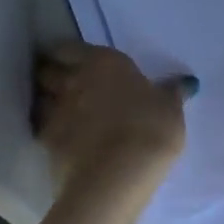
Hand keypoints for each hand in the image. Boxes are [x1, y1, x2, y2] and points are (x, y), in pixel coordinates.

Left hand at [33, 43, 187, 190]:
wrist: (116, 175)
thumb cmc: (149, 130)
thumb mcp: (170, 110)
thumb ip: (171, 94)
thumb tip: (184, 83)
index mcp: (103, 63)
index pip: (70, 48)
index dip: (70, 55)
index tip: (77, 63)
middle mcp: (73, 80)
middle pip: (48, 70)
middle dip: (52, 75)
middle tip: (65, 84)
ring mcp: (55, 111)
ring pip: (40, 98)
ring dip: (46, 101)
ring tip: (60, 111)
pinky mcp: (46, 142)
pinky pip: (41, 128)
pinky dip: (47, 130)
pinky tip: (60, 139)